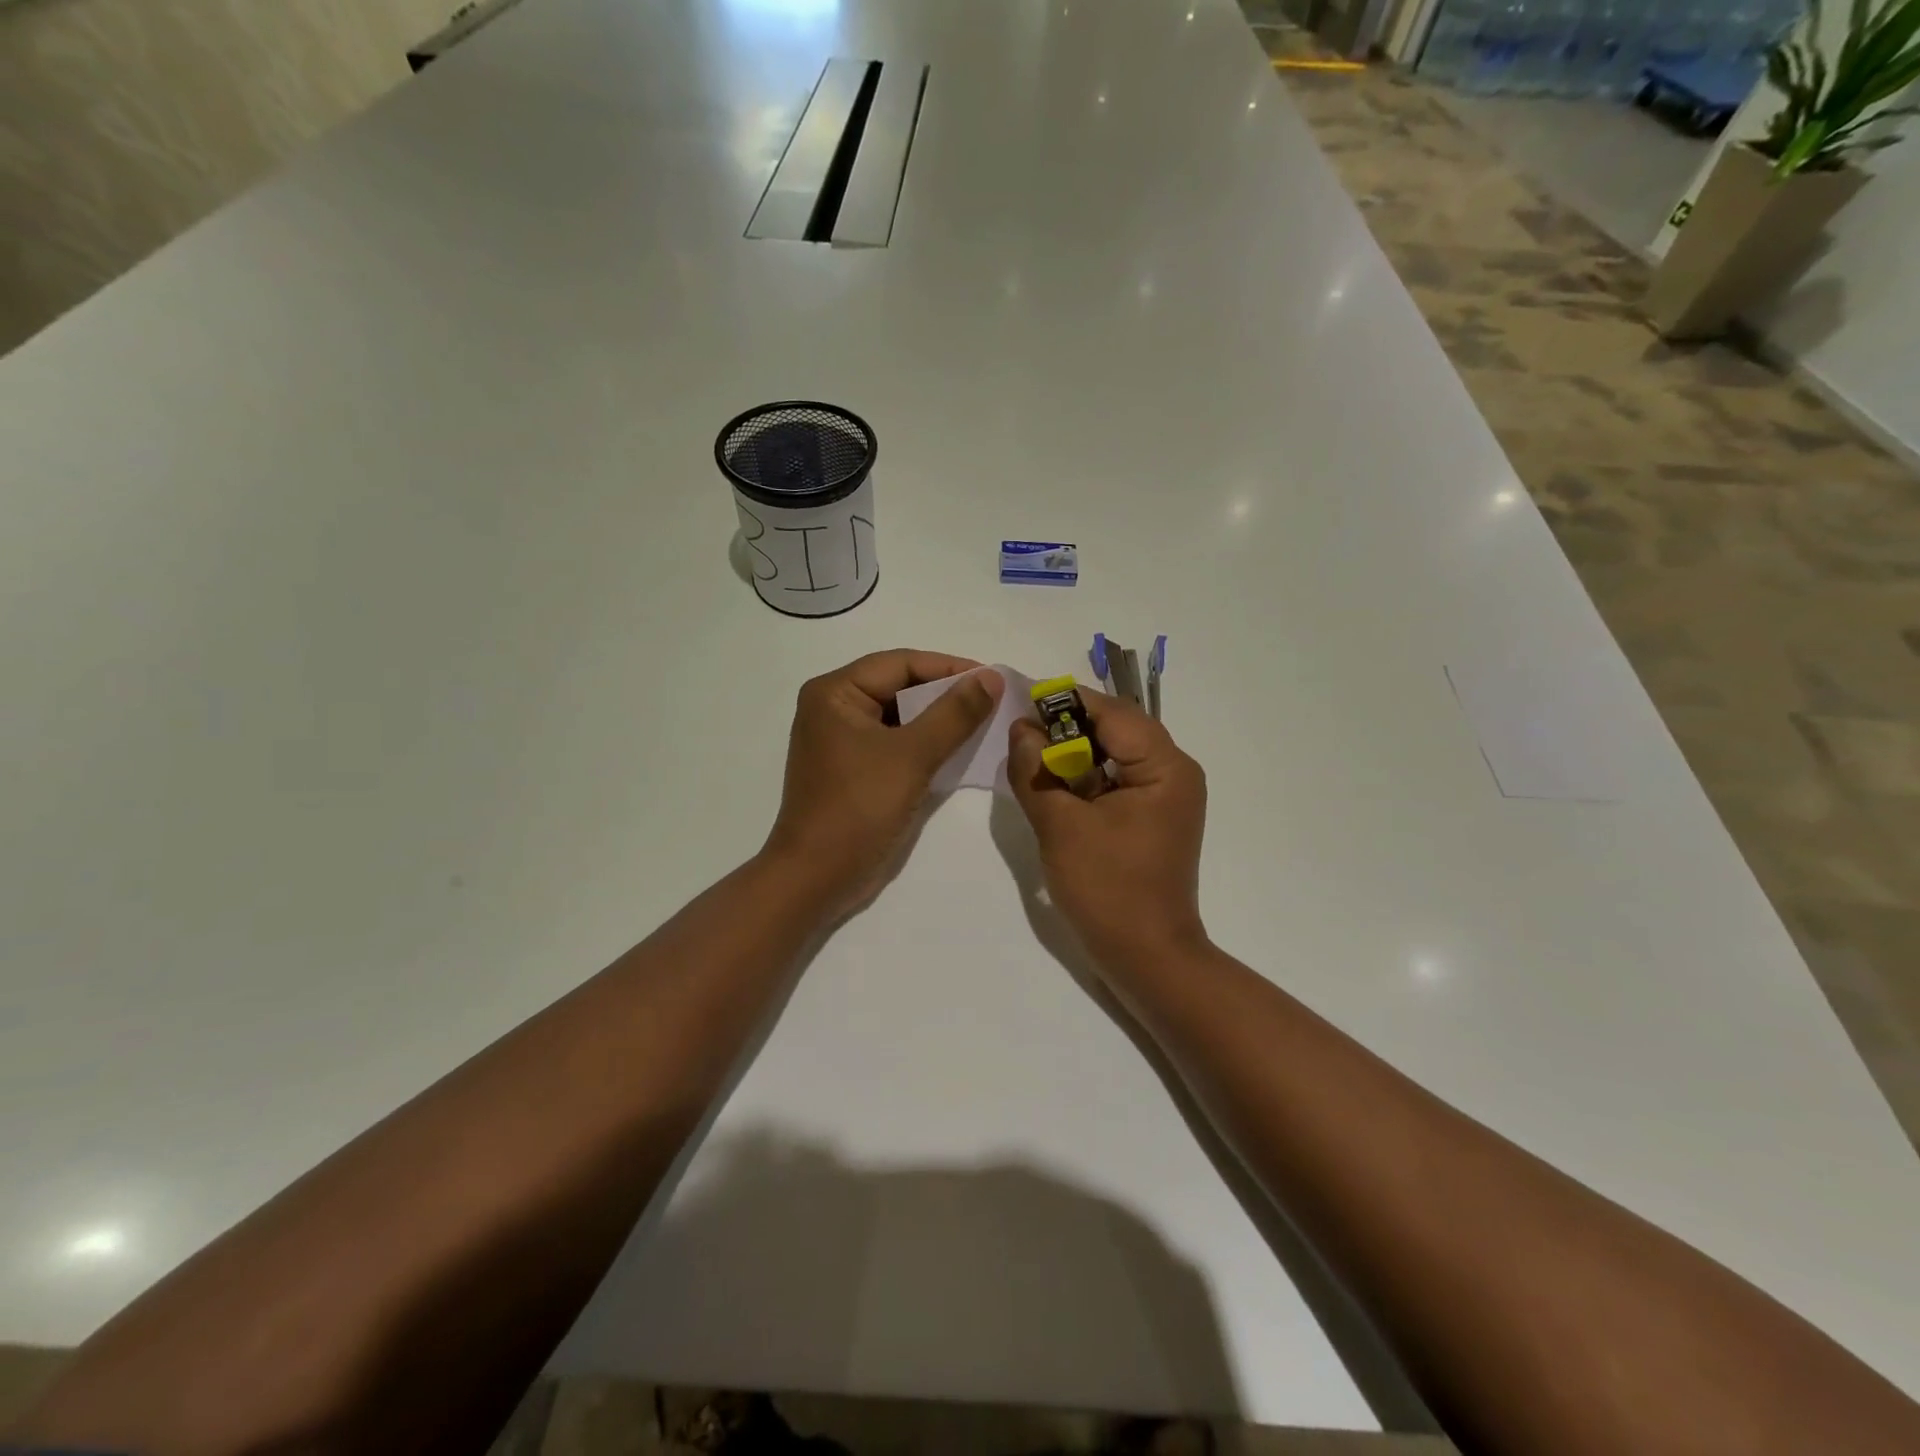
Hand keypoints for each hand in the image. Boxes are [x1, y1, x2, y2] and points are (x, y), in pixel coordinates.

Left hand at [764, 650, 1003, 918]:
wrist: (818, 877)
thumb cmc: (859, 808)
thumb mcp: (912, 755)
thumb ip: (954, 713)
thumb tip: (990, 676)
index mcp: (835, 692)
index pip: (901, 663)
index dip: (950, 667)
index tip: (993, 678)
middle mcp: (833, 707)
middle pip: (899, 686)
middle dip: (946, 693)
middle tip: (993, 700)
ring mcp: (842, 740)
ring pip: (900, 716)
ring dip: (939, 719)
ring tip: (984, 722)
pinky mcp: (853, 768)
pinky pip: (895, 742)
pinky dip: (925, 743)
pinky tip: (959, 749)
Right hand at [1007, 688, 1208, 970]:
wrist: (1147, 959)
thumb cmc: (1108, 890)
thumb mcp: (1061, 826)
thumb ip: (1036, 770)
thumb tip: (1020, 728)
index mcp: (1164, 766)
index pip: (1111, 712)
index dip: (1064, 703)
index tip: (1020, 703)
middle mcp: (1173, 772)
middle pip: (1115, 729)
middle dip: (1066, 730)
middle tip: (1021, 738)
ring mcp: (1165, 797)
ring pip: (1112, 755)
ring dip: (1072, 756)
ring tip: (1032, 763)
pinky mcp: (1151, 818)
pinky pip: (1114, 782)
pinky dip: (1083, 780)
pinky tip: (1054, 791)